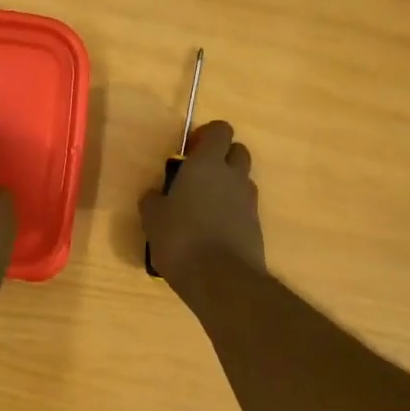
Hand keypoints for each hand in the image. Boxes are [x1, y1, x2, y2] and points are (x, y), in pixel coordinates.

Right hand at [139, 120, 265, 286]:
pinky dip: (231, 211)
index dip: (207, 135)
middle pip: (238, 151)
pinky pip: (244, 207)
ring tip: (202, 206)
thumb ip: (153, 200)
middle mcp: (233, 176)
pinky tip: (211, 230)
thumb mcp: (153, 218)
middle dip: (221, 157)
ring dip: (227, 185)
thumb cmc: (181, 239)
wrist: (222, 280)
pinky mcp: (256, 226)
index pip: (220, 130)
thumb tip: (155, 195)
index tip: (189, 151)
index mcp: (207, 164)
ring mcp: (249, 201)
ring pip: (242, 180)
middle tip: (196, 176)